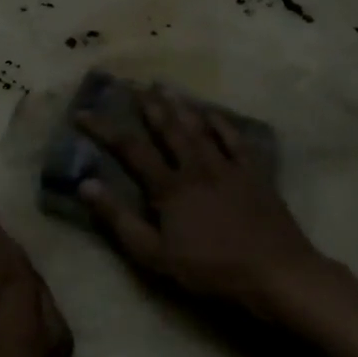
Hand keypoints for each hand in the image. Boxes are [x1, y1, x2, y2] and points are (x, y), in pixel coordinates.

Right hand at [76, 86, 341, 319]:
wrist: (274, 271)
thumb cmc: (210, 269)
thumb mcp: (155, 255)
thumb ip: (119, 220)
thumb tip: (86, 184)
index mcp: (169, 187)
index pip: (130, 149)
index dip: (104, 129)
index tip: (83, 113)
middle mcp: (196, 166)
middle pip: (167, 129)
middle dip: (147, 106)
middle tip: (132, 84)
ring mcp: (227, 166)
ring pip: (199, 127)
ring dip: (180, 105)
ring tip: (164, 86)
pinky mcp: (253, 173)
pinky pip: (235, 139)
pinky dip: (221, 123)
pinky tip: (212, 112)